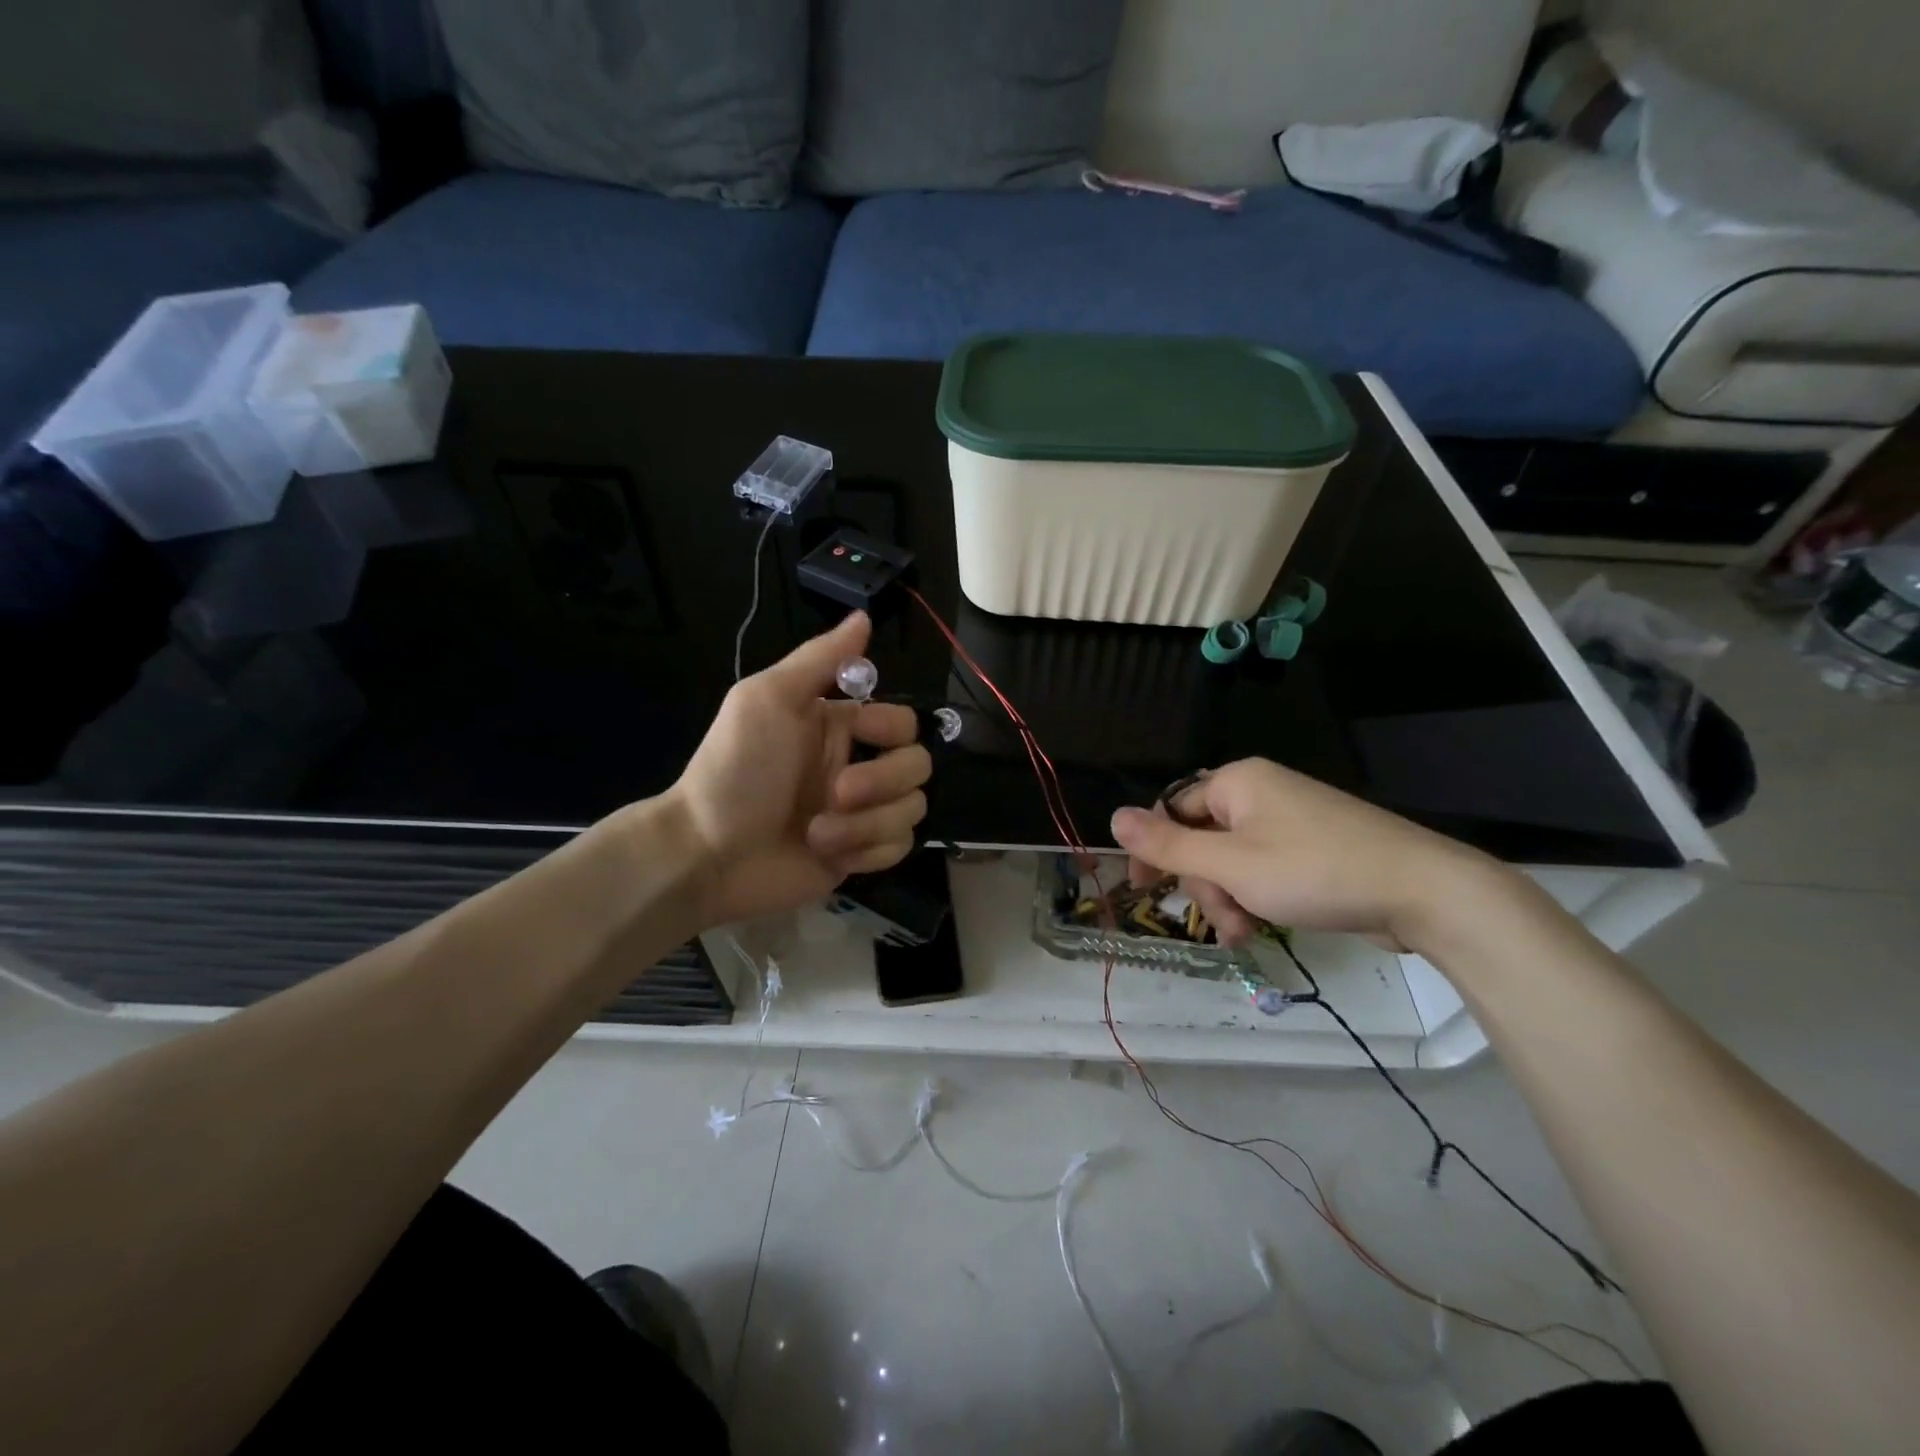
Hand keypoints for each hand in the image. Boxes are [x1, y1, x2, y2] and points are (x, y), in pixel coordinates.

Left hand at [667, 612, 931, 927]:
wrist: (707, 853)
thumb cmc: (735, 770)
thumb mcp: (768, 699)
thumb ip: (819, 658)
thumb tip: (864, 616)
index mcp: (839, 727)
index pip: (903, 720)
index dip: (891, 727)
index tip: (860, 731)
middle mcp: (856, 765)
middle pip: (917, 765)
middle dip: (882, 781)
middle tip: (837, 793)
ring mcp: (861, 814)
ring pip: (912, 808)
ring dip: (867, 823)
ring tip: (818, 832)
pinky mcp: (860, 854)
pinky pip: (899, 847)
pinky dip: (867, 850)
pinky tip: (830, 854)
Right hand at [1108, 758, 1501, 952]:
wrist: (1424, 891)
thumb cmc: (1314, 871)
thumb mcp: (1230, 864)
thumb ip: (1168, 844)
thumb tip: (1113, 817)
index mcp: (1237, 782)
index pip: (1172, 809)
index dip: (1153, 849)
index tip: (1142, 891)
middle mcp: (1261, 793)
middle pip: (1203, 838)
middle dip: (1204, 885)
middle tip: (1221, 921)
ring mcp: (1291, 820)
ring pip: (1233, 860)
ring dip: (1228, 898)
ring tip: (1245, 933)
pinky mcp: (1314, 848)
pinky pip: (1263, 868)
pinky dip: (1255, 897)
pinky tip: (1261, 927)